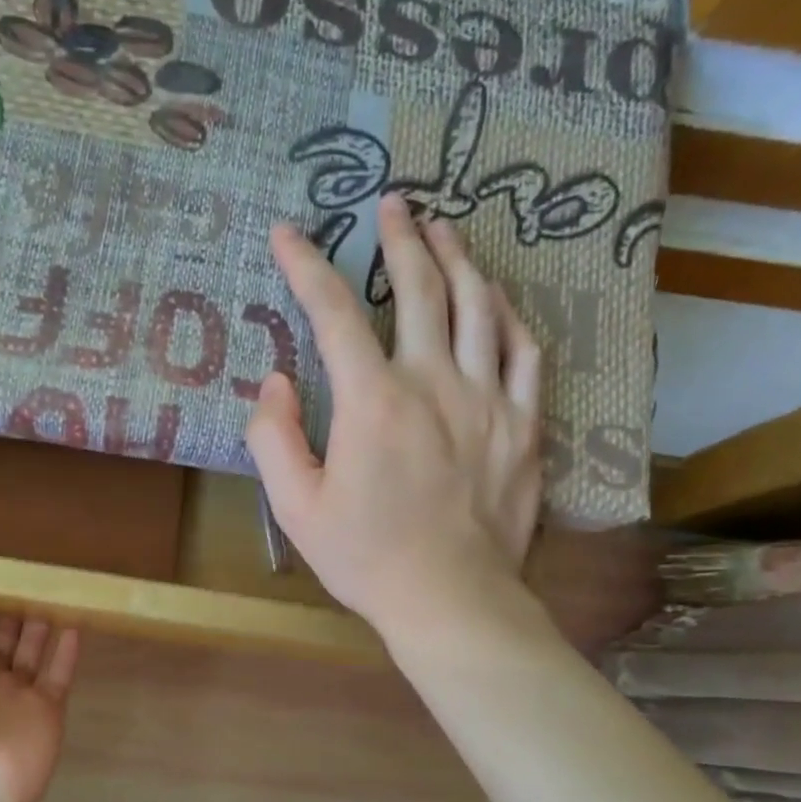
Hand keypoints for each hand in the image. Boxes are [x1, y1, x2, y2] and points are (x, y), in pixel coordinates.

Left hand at [0, 601, 80, 801]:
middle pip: (6, 636)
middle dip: (15, 607)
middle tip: (31, 572)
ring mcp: (21, 695)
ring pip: (35, 650)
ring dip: (43, 622)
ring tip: (56, 588)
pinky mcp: (49, 709)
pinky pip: (61, 673)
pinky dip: (69, 650)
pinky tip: (77, 621)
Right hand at [246, 193, 544, 650]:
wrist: (451, 599)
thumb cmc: (365, 557)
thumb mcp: (295, 506)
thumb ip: (274, 437)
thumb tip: (275, 382)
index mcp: (372, 402)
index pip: (333, 314)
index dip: (307, 266)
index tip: (289, 233)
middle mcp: (433, 382)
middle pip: (419, 288)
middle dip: (400, 238)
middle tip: (391, 203)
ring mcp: (488, 399)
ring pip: (479, 306)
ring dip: (458, 258)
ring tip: (444, 228)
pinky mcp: (524, 424)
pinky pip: (526, 351)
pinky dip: (508, 315)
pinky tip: (497, 298)